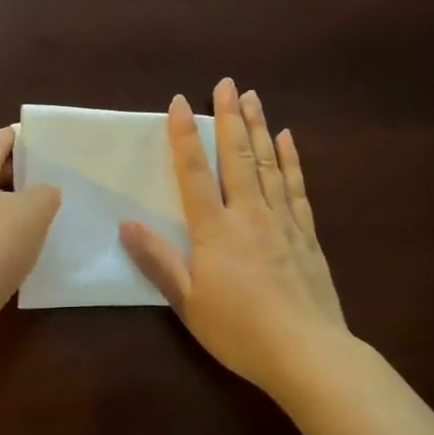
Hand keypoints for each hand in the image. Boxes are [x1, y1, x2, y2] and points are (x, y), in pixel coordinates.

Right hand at [120, 79, 347, 398]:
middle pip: (237, 157)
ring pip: (268, 164)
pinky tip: (287, 139)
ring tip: (253, 97)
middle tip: (226, 83)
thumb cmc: (239, 331)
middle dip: (229, 118)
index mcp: (215, 231)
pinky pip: (296, 187)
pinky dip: (290, 160)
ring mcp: (282, 221)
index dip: (185, 137)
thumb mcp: (188, 303)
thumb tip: (126, 224)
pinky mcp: (307, 234)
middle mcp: (249, 215)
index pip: (195, 174)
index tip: (180, 103)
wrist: (307, 352)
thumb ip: (158, 261)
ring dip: (258, 128)